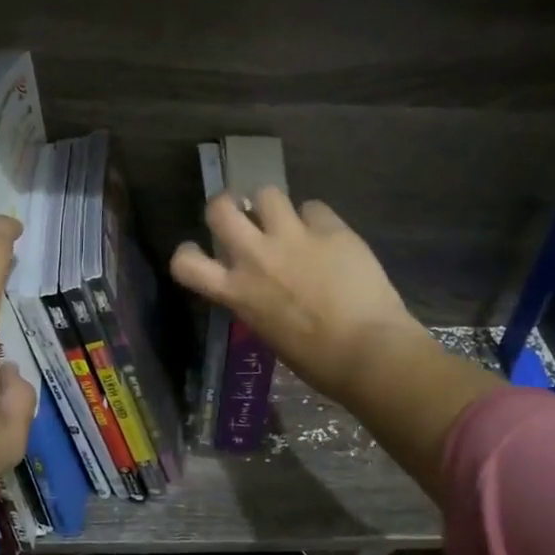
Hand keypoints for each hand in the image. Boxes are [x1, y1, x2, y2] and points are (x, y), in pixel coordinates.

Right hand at [170, 189, 498, 501]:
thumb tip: (262, 286)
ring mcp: (292, 238)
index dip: (187, 252)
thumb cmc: (317, 361)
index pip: (185, 263)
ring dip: (272, 205)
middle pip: (219, 207)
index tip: (200, 252)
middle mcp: (255, 257)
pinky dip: (317, 219)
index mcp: (236, 292)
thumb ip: (256, 300)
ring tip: (288, 220)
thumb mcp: (268, 332)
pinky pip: (314, 207)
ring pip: (266, 193)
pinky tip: (329, 236)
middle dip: (226, 205)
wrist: (368, 350)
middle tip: (242, 216)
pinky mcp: (330, 229)